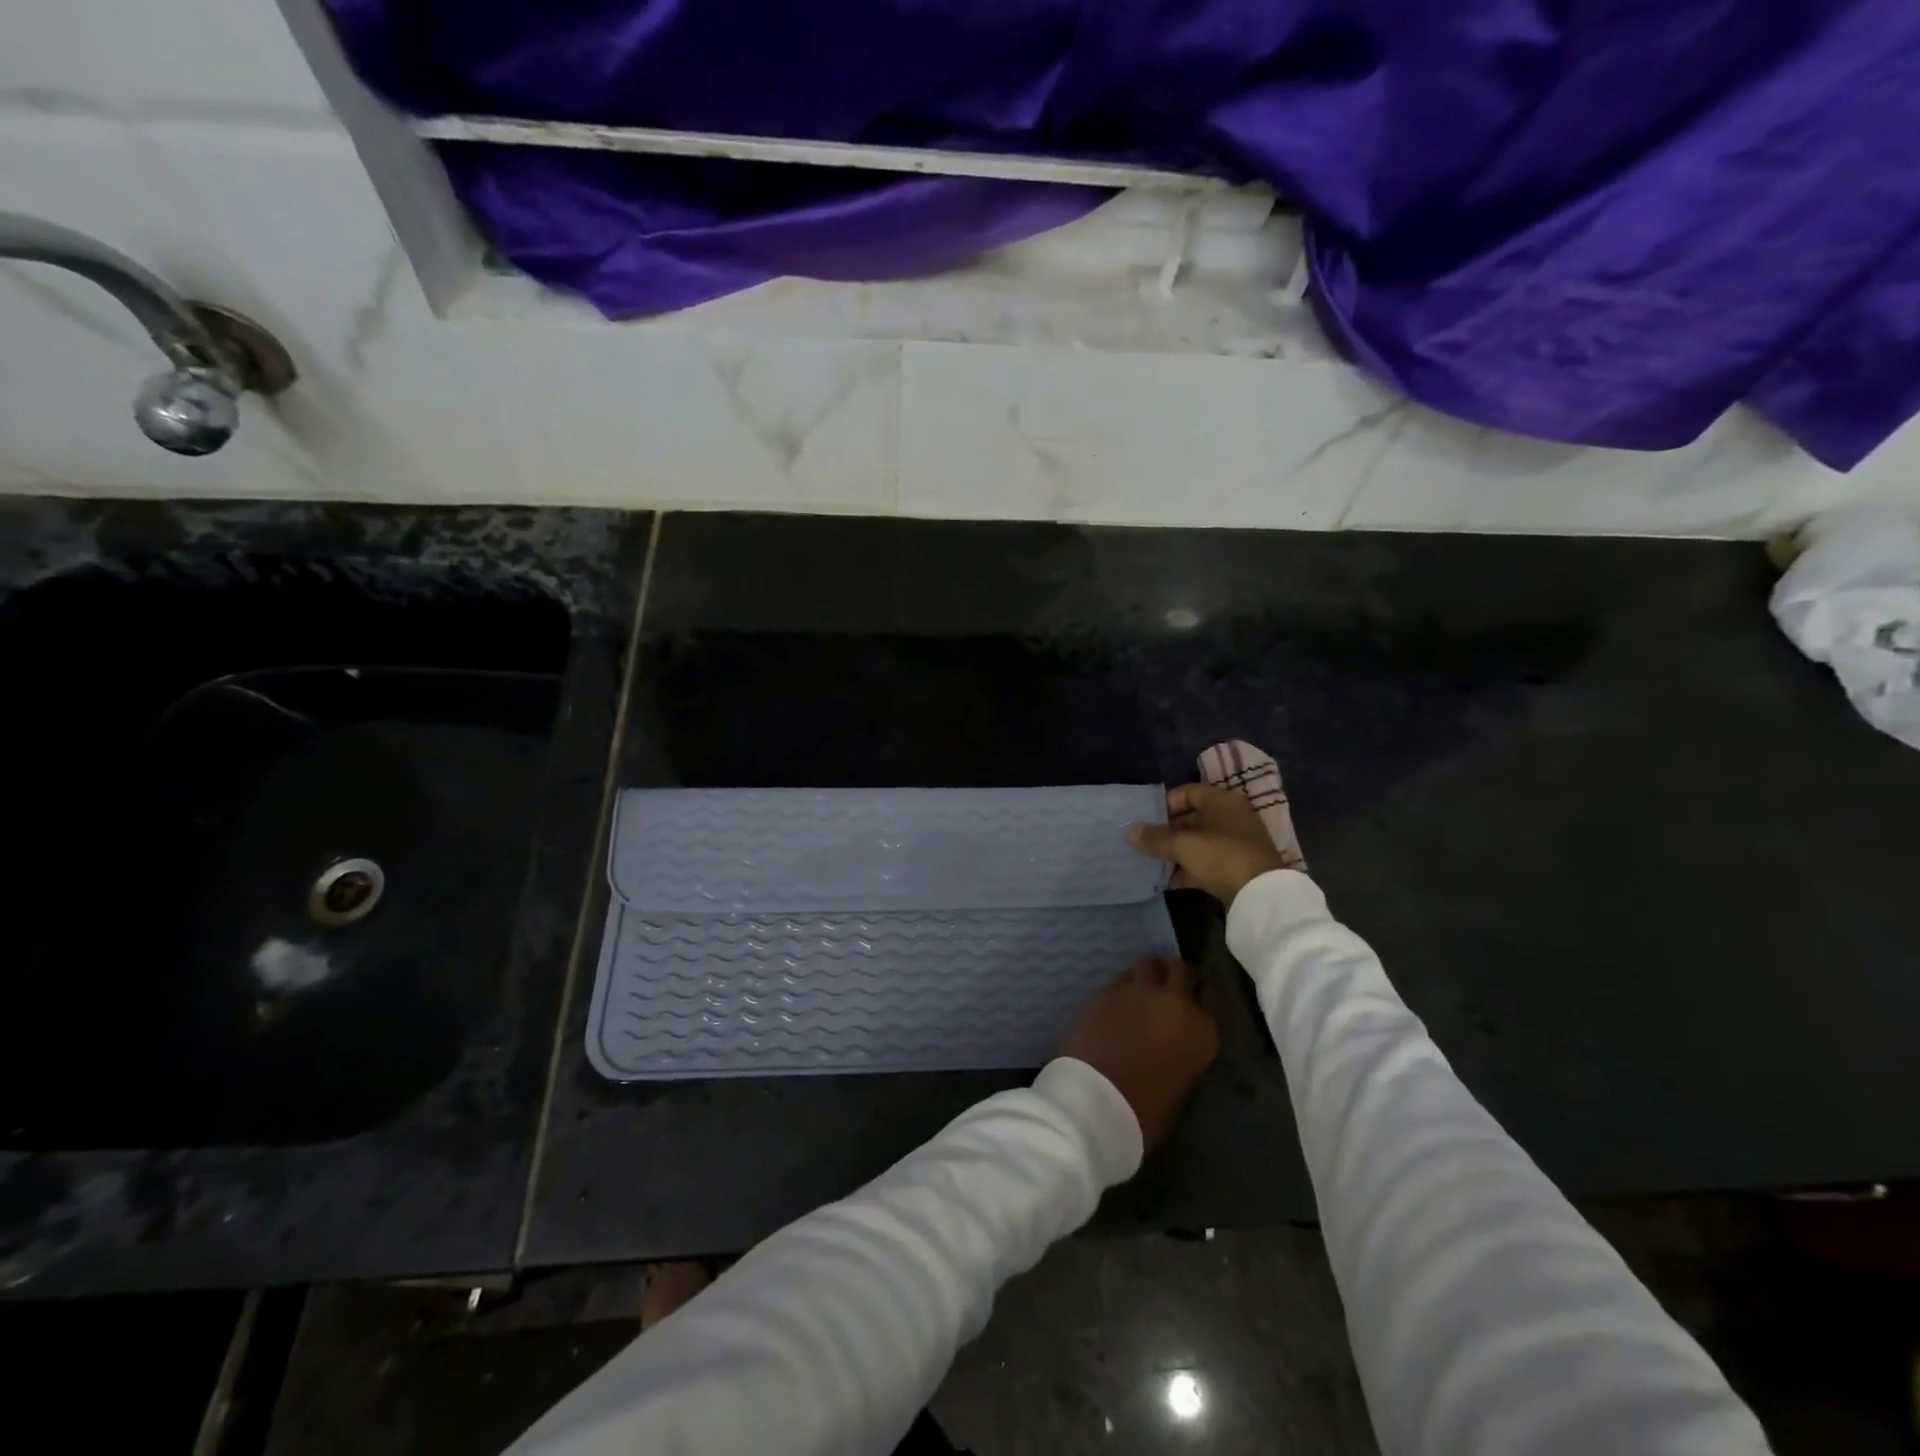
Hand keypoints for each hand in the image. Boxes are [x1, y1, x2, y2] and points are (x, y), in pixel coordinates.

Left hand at [1058, 956, 1218, 1149]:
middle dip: (1177, 977)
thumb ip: (1184, 1049)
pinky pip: (1122, 978)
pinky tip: (1118, 1001)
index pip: (1212, 994)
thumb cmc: (1146, 1111)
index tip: (1196, 1000)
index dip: (1202, 994)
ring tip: (1142, 989)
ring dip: (1149, 973)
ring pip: (1150, 963)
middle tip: (1168, 990)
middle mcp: (1176, 1002)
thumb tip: (1175, 1040)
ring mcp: (1139, 991)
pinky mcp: (1107, 988)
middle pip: (1183, 970)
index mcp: (1203, 1031)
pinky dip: (1124, 985)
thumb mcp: (1182, 1081)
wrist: (1098, 1099)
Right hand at [1125, 782, 1290, 905]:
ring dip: (1176, 851)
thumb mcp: (1183, 845)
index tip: (1145, 820)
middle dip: (1167, 831)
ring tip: (1152, 862)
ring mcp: (1236, 842)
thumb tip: (1128, 831)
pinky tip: (1169, 881)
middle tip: (1145, 843)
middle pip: (1192, 817)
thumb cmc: (1221, 856)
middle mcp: (1231, 816)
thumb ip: (1154, 838)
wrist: (1262, 896)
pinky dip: (1189, 868)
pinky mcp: (1238, 866)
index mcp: (1222, 801)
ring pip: (1198, 841)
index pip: (1187, 792)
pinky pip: (1207, 861)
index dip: (1164, 804)